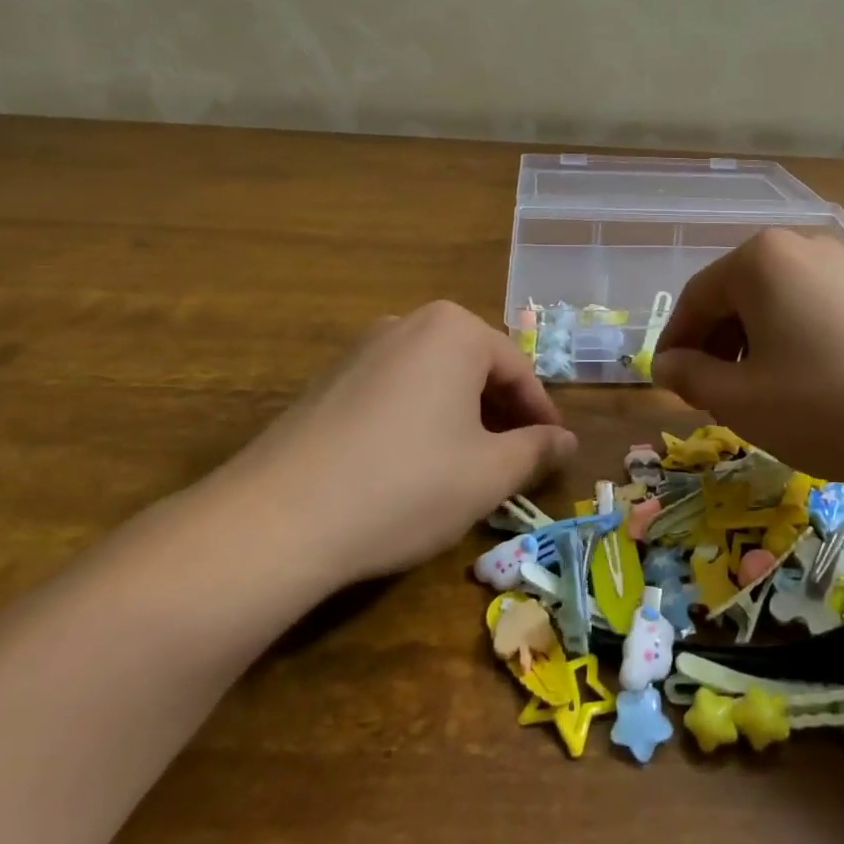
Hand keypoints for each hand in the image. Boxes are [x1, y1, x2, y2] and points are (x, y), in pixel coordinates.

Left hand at [203, 302, 575, 592]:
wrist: (277, 519)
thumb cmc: (406, 484)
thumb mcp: (487, 474)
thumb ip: (536, 451)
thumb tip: (566, 442)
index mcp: (453, 330)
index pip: (517, 369)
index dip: (541, 415)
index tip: (553, 453)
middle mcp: (407, 323)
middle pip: (474, 367)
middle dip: (500, 414)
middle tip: (514, 462)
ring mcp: (360, 350)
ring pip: (433, 379)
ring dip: (460, 417)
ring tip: (467, 467)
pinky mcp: (327, 381)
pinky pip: (394, 392)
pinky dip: (418, 421)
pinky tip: (411, 467)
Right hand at [651, 229, 843, 494]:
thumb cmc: (831, 406)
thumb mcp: (744, 401)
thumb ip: (692, 377)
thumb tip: (667, 364)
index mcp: (760, 259)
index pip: (696, 298)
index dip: (676, 344)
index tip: (668, 383)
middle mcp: (803, 246)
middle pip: (737, 295)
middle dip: (718, 345)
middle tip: (712, 395)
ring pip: (778, 303)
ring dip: (756, 345)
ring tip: (761, 395)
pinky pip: (817, 310)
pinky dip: (797, 342)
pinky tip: (811, 385)